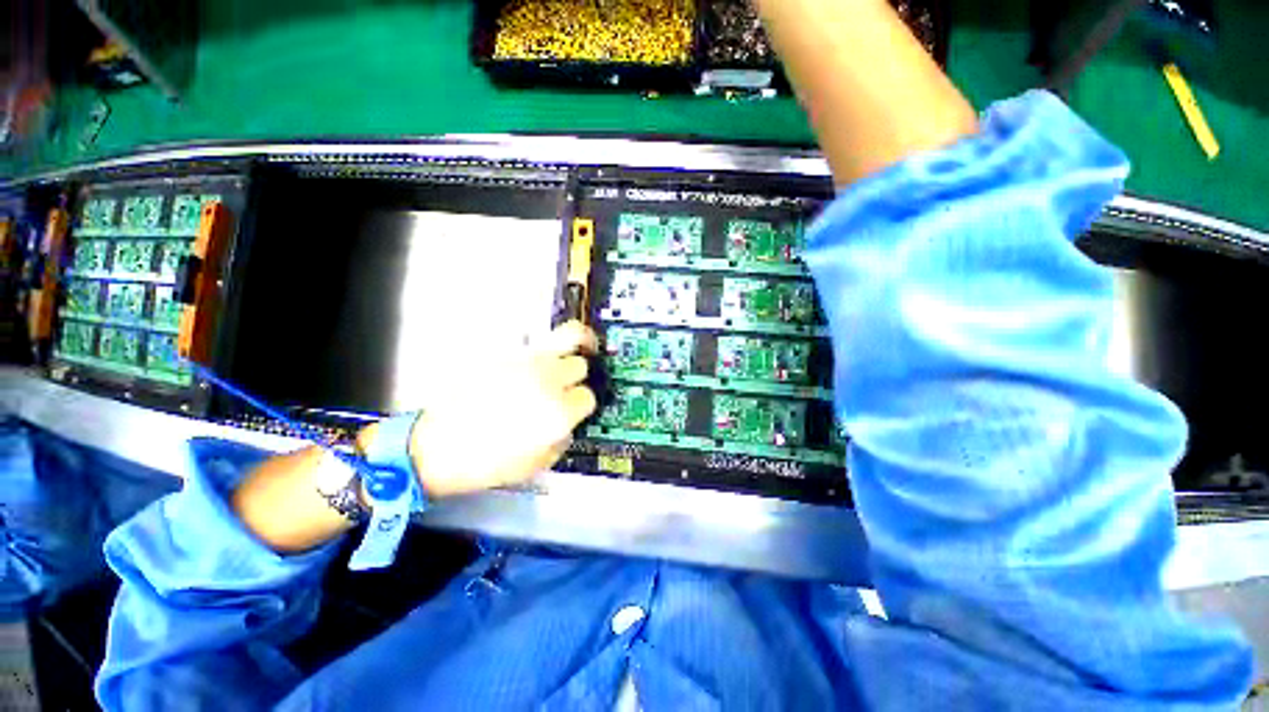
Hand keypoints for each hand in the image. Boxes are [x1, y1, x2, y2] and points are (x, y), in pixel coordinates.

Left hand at [391, 321, 598, 497]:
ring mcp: (527, 361)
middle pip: (580, 365)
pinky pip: (538, 342)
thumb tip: (567, 422)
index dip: (582, 405)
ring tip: (585, 344)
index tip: (574, 410)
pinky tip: (541, 360)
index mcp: (558, 411)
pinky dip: (548, 347)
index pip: (588, 396)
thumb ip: (562, 439)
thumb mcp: (536, 464)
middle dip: (578, 377)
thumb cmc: (487, 464)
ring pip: (569, 336)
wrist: (435, 447)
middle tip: (567, 386)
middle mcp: (547, 380)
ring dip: (580, 341)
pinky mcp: (506, 352)